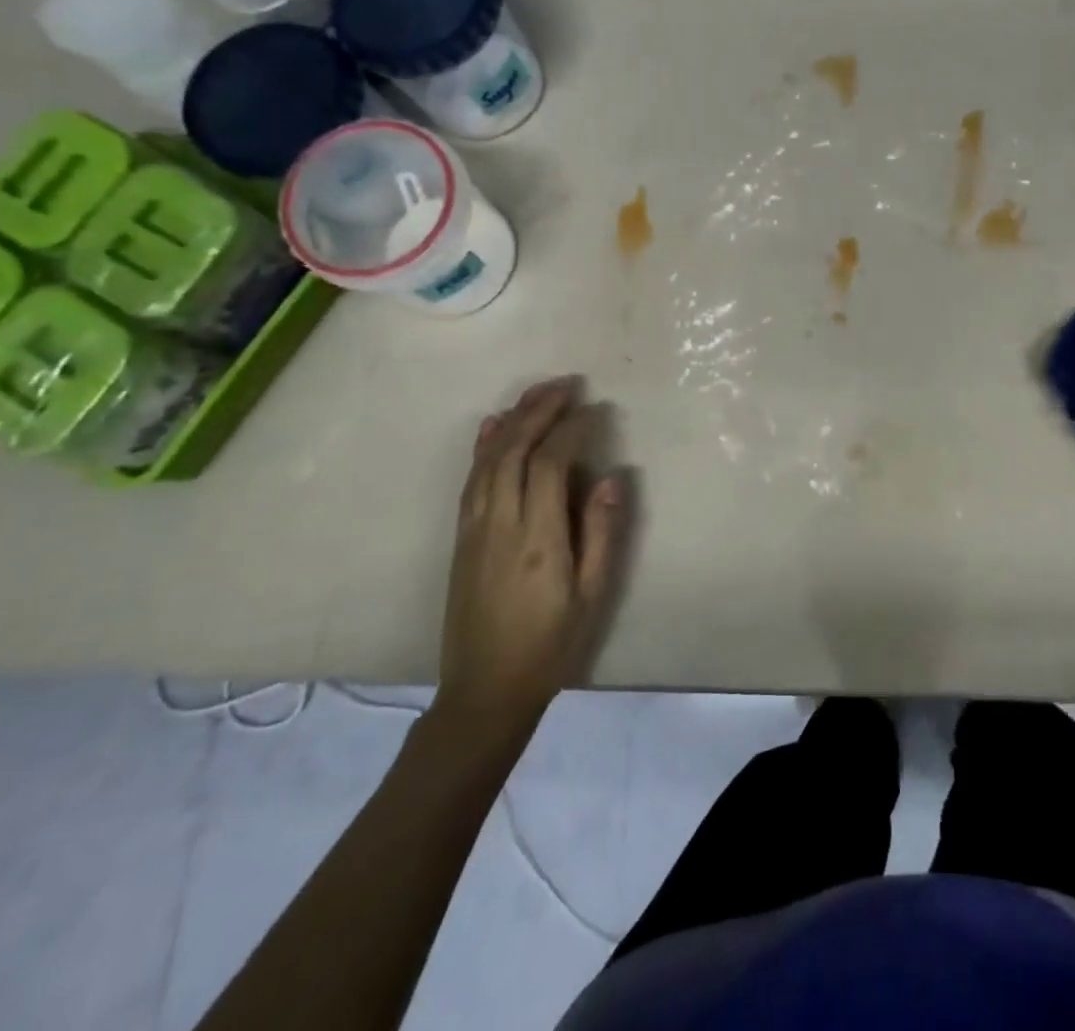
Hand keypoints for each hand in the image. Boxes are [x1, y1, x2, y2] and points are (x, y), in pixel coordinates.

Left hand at [433, 376, 624, 745]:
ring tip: (538, 393)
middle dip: (540, 410)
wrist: (484, 691)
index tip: (595, 410)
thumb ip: (603, 533)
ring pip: (488, 459)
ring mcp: (474, 529)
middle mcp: (500, 524)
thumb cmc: (550, 645)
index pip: (552, 464)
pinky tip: (493, 426)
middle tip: (567, 383)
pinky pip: (471, 479)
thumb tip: (612, 477)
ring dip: (513, 420)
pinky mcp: (461, 538)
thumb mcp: (593, 595)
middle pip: (515, 450)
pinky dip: (483, 446)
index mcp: (538, 539)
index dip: (573, 430)